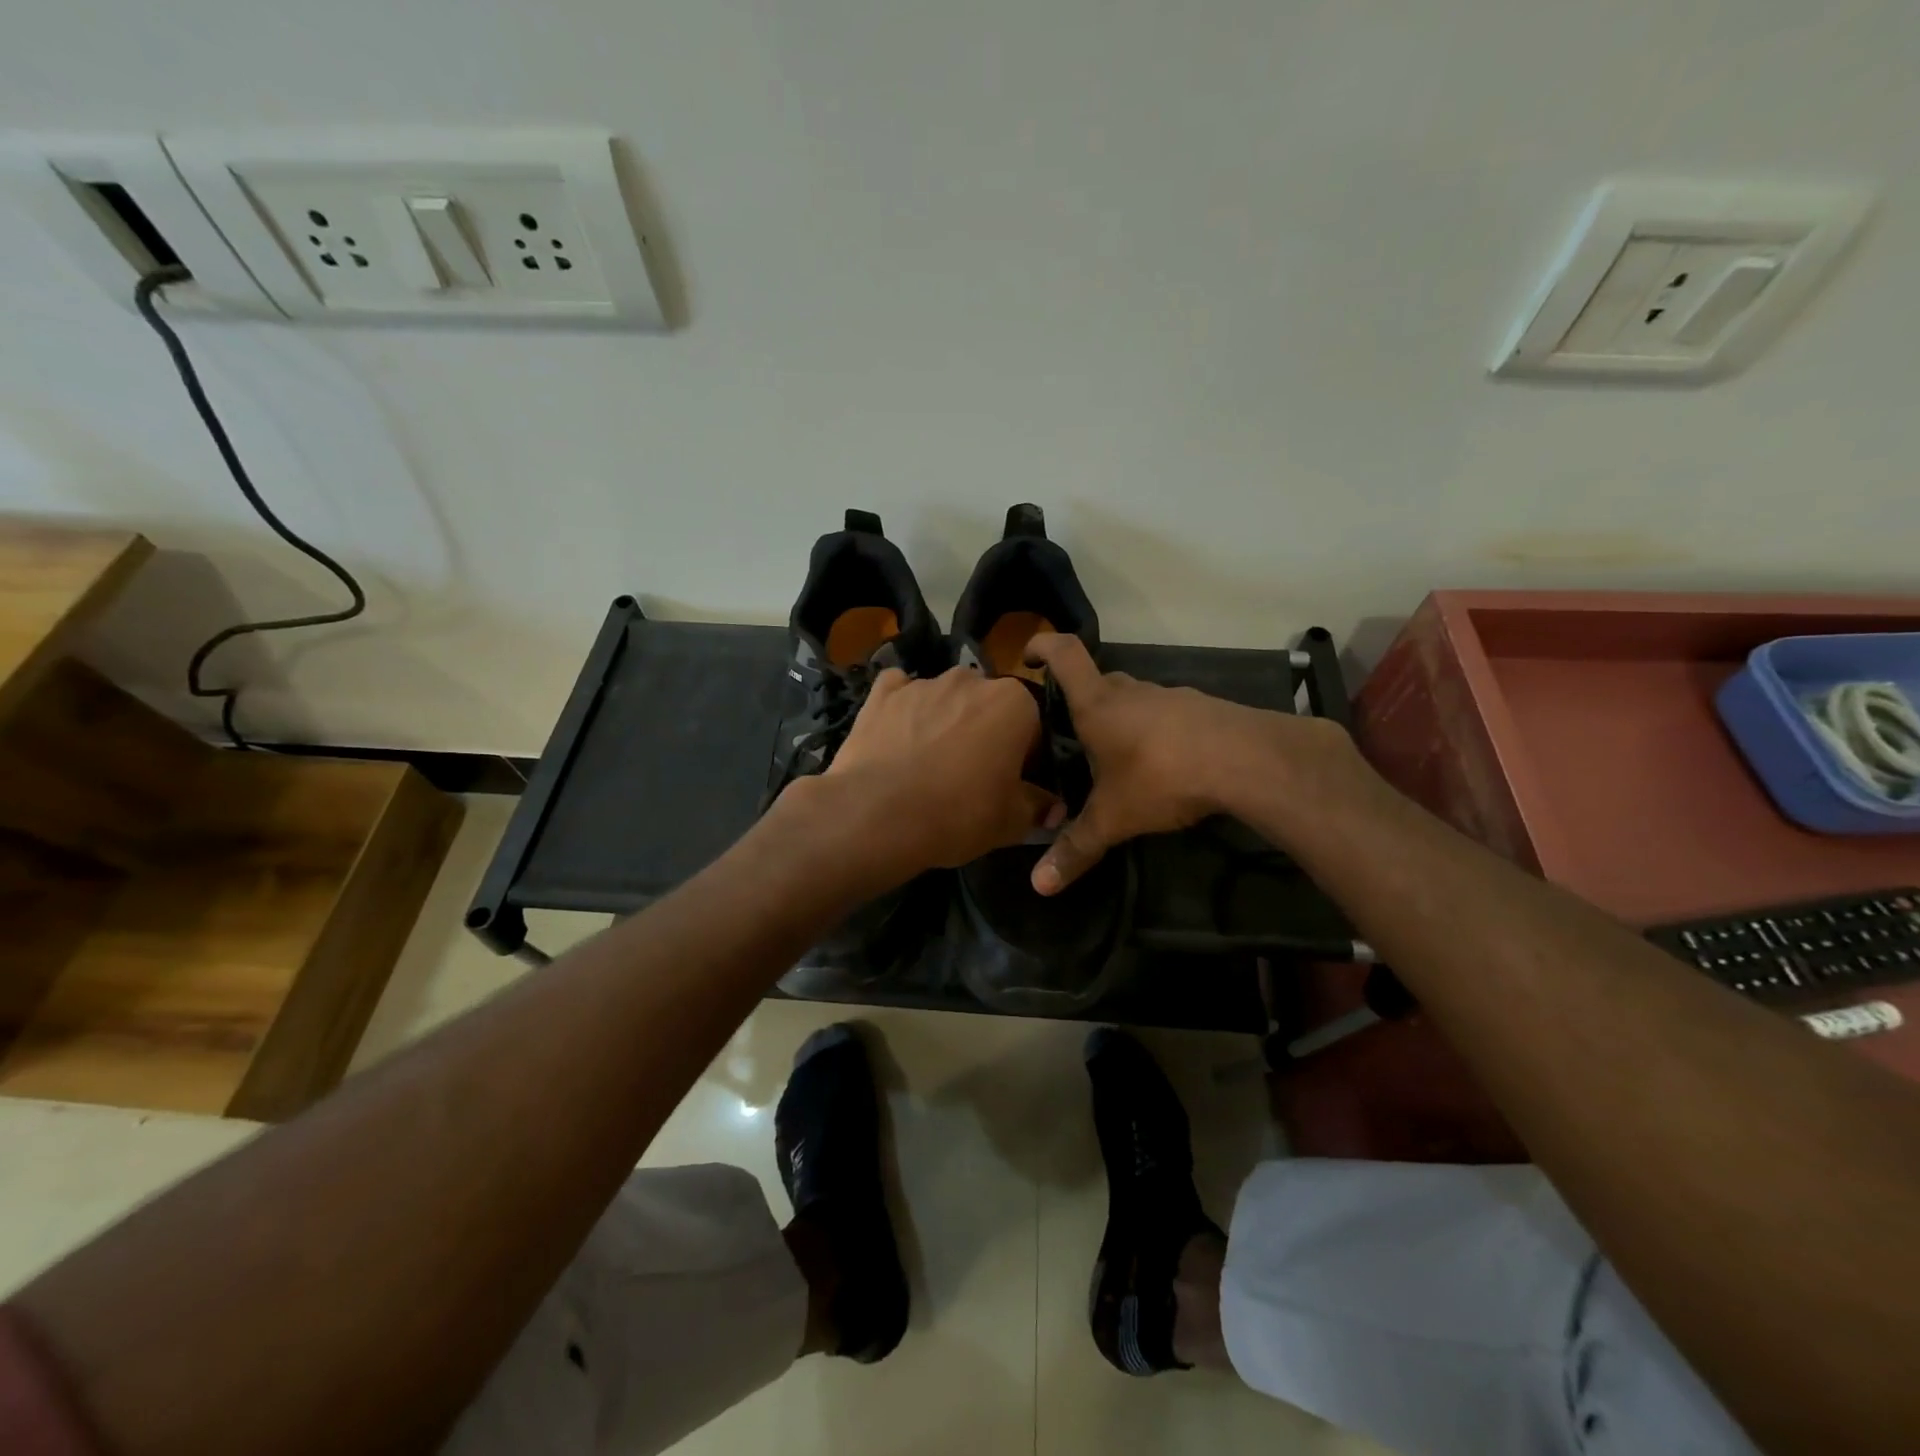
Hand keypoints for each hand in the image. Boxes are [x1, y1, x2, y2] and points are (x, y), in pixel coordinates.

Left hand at [820, 666, 1057, 872]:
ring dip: (945, 720)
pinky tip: (898, 735)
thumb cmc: (959, 814)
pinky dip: (903, 708)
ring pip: (945, 698)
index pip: (1033, 725)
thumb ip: (1038, 806)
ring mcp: (923, 682)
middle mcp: (971, 680)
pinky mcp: (882, 694)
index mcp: (1014, 702)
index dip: (1026, 756)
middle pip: (988, 705)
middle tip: (972, 775)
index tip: (1014, 782)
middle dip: (985, 732)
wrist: (878, 815)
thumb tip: (1052, 807)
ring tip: (929, 763)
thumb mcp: (1012, 821)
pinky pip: (900, 692)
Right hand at [1024, 633, 1355, 892]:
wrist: (1247, 760)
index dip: (1042, 645)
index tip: (1029, 657)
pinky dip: (1157, 732)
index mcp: (1098, 705)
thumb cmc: (1162, 776)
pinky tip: (1165, 766)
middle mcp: (1131, 691)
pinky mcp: (1203, 709)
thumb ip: (1077, 848)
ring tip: (1119, 760)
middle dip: (1082, 702)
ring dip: (1123, 720)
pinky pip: (1168, 714)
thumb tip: (1039, 885)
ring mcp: (1171, 696)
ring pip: (1135, 700)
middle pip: (1099, 682)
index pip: (1064, 653)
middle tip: (1072, 736)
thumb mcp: (1113, 818)